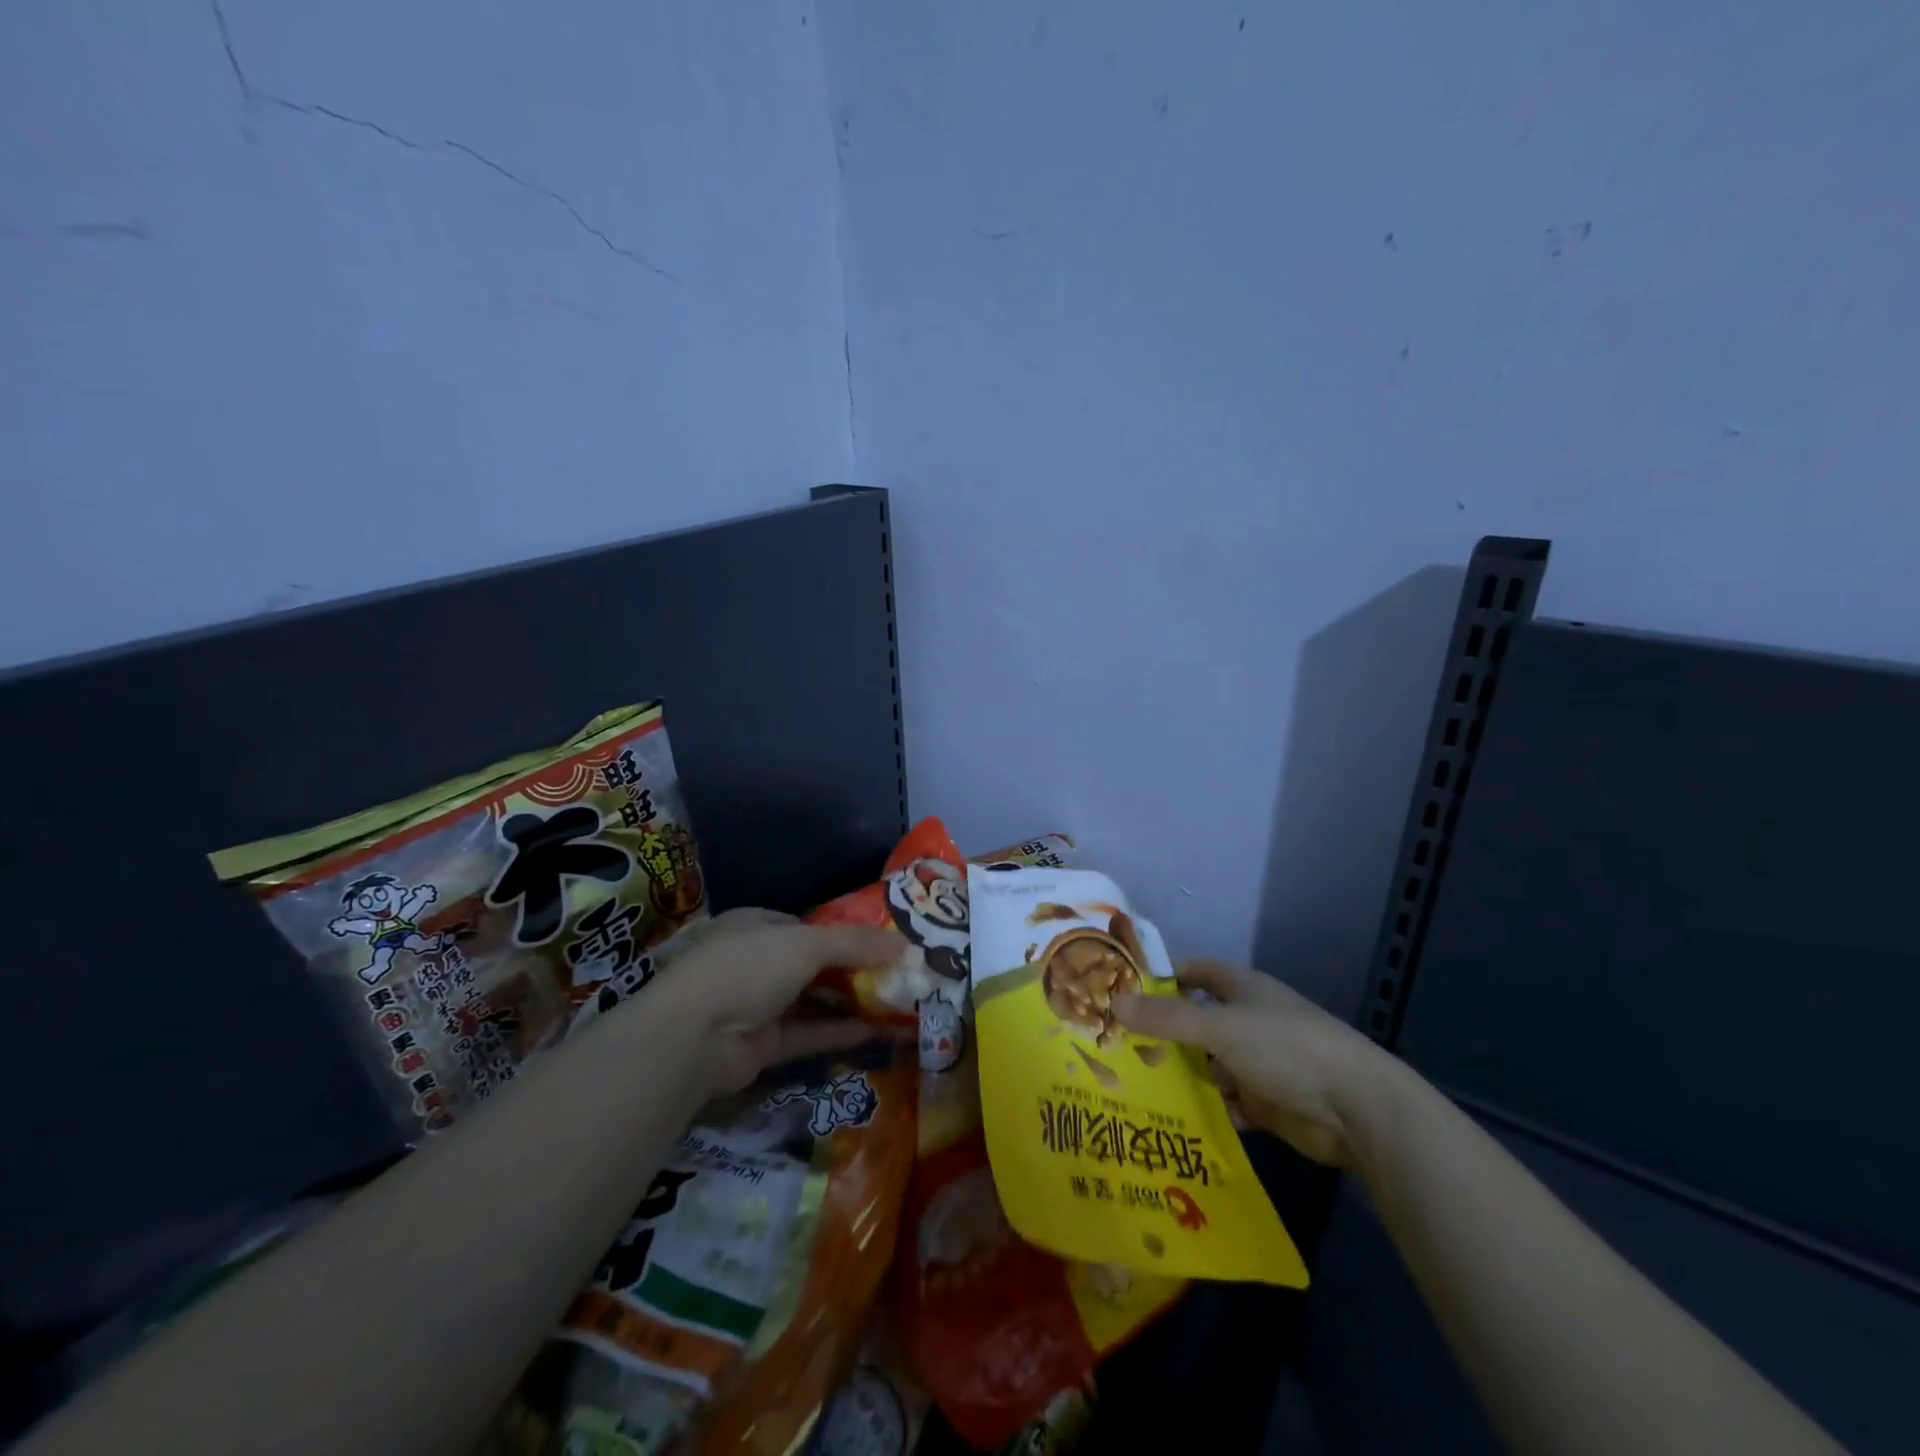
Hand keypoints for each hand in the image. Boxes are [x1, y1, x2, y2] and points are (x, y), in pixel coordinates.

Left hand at [648, 909, 902, 1096]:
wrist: (694, 1037)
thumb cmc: (748, 968)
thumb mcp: (806, 943)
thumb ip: (855, 943)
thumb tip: (904, 943)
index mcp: (756, 926)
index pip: (805, 925)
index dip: (843, 932)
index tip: (881, 941)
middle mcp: (755, 962)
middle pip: (812, 963)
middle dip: (853, 968)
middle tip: (896, 973)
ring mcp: (756, 1005)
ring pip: (812, 1000)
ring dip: (849, 1001)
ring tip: (895, 1002)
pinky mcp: (762, 1045)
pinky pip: (807, 1033)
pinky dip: (838, 1032)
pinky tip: (876, 1031)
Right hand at [1113, 959, 1395, 1166]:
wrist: (1356, 1110)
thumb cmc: (1286, 1048)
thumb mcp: (1219, 1028)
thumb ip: (1167, 1018)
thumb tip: (1113, 1002)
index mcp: (1243, 990)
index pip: (1196, 972)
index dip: (1164, 976)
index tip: (1124, 989)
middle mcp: (1248, 1022)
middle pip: (1197, 1022)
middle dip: (1162, 1033)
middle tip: (1115, 1045)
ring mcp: (1258, 1064)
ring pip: (1207, 1065)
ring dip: (1180, 1076)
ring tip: (1130, 1086)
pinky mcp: (1265, 1104)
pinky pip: (1224, 1103)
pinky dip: (1203, 1110)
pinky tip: (1169, 1120)